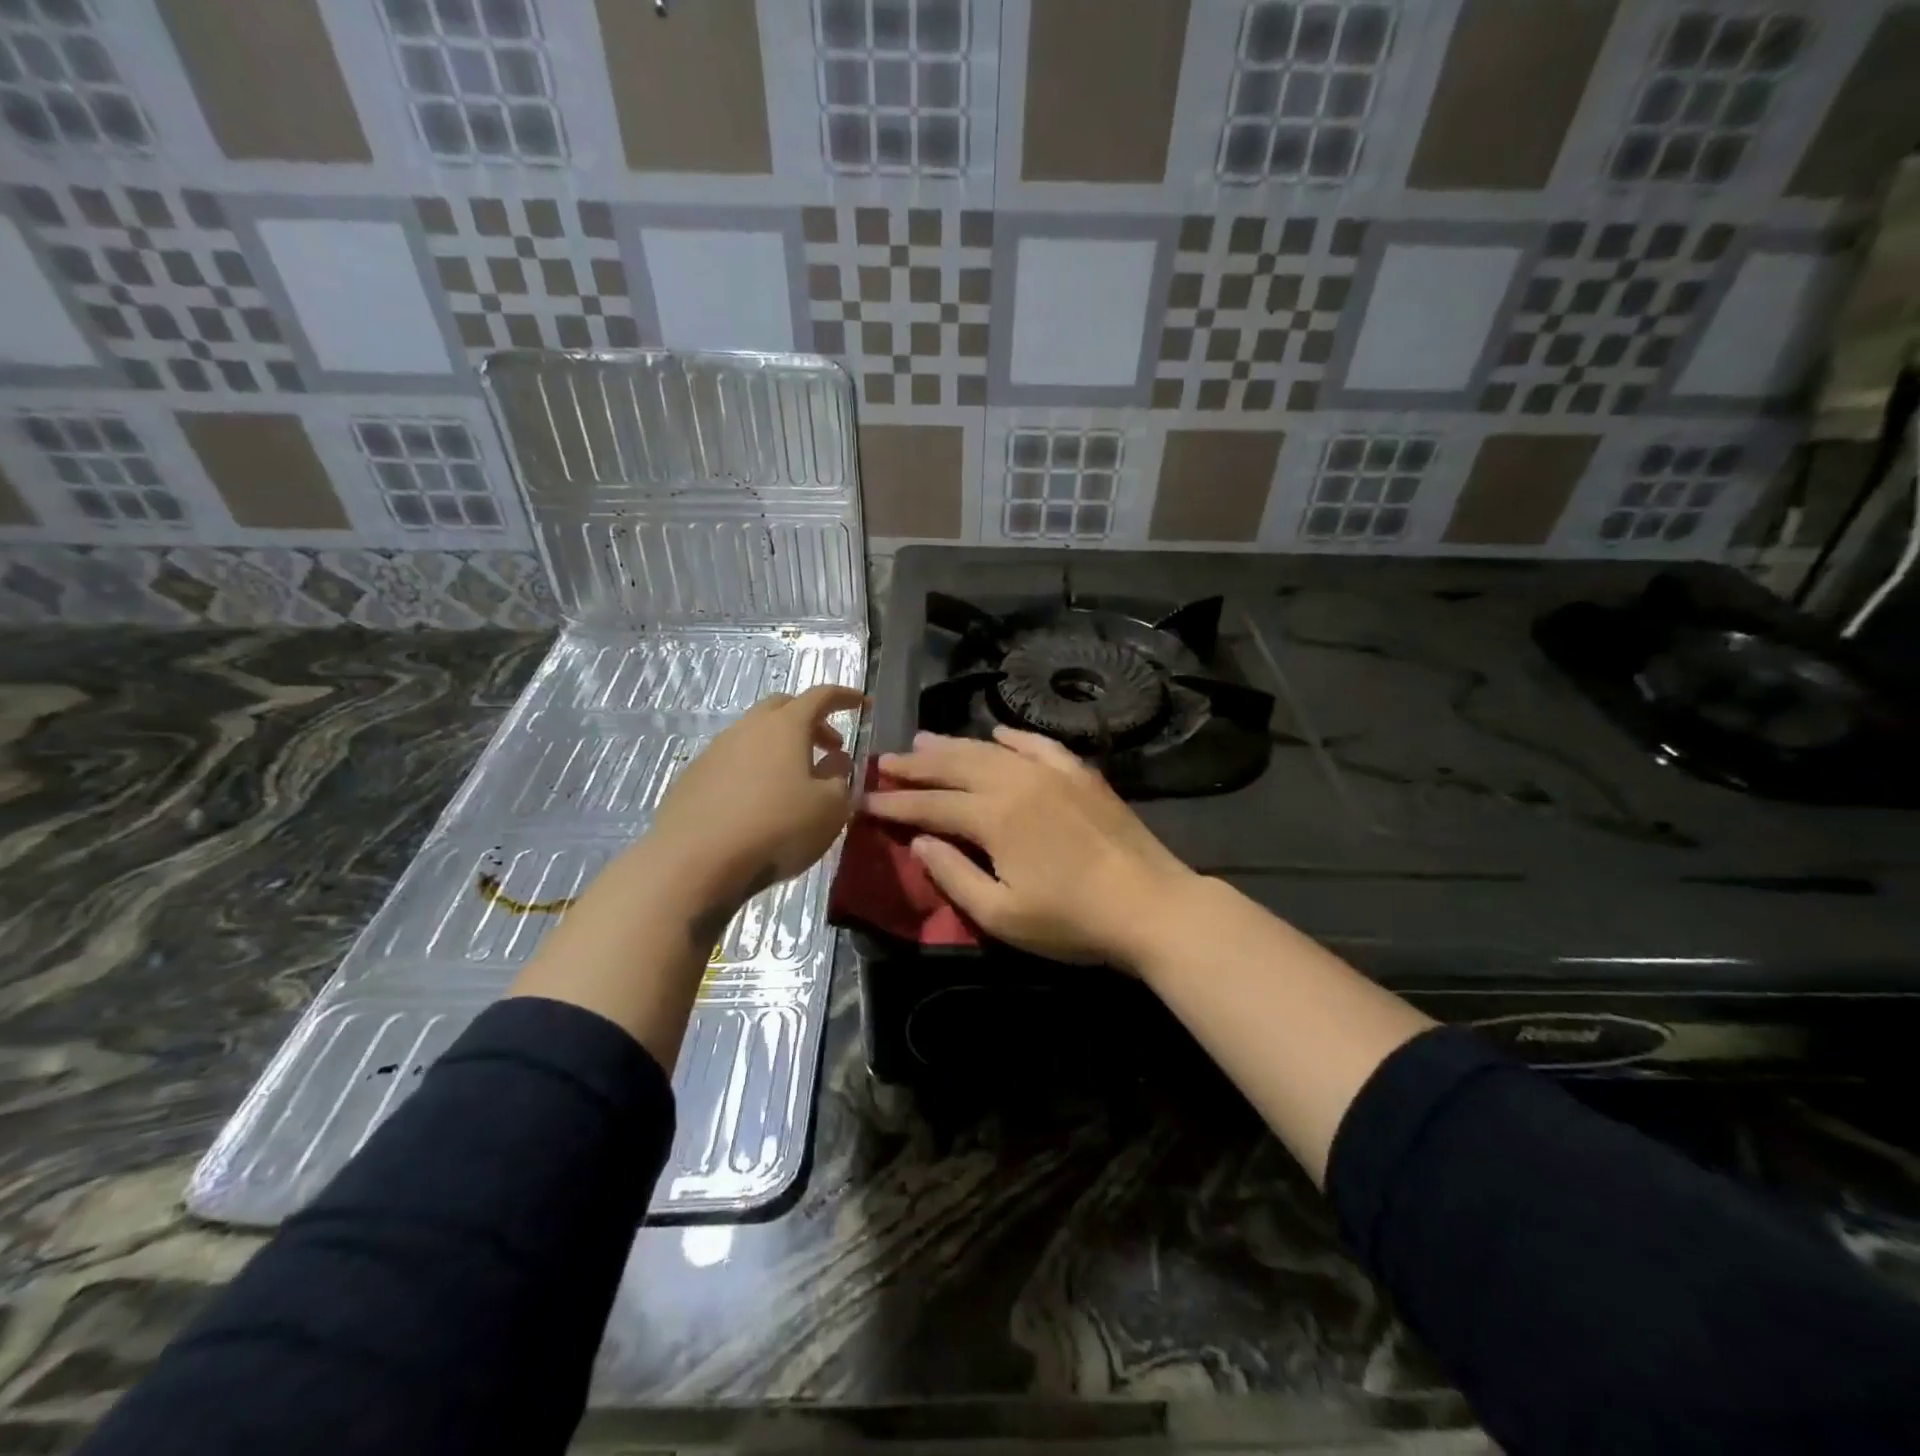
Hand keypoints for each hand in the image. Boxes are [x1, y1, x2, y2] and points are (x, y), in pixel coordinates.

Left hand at [647, 683, 865, 906]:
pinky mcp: (694, 777)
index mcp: (786, 726)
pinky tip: (759, 802)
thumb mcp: (830, 808)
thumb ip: (839, 778)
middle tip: (829, 747)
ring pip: (755, 734)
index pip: (821, 696)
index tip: (863, 704)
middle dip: (811, 720)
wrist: (694, 861)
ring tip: (795, 780)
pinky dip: (754, 769)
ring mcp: (716, 750)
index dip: (845, 697)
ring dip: (780, 747)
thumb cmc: (776, 828)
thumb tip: (836, 760)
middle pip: (783, 707)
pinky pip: (733, 760)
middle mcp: (748, 727)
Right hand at [863, 727, 1197, 967]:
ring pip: (990, 749)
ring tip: (923, 741)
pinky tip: (997, 733)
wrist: (1150, 905)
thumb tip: (920, 840)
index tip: (865, 800)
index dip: (895, 803)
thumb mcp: (1001, 915)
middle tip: (885, 762)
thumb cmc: (1072, 920)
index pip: (931, 804)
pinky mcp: (1080, 774)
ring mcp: (1051, 772)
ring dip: (953, 745)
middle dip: (916, 765)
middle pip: (955, 766)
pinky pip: (1038, 745)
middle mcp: (1016, 781)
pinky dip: (1013, 737)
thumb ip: (953, 875)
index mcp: (993, 816)